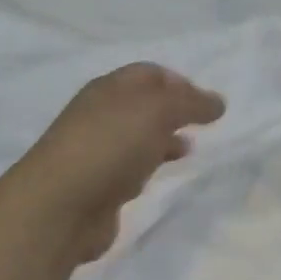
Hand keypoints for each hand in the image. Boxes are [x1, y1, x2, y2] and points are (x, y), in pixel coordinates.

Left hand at [11, 62, 225, 264]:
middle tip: (203, 125)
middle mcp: (100, 115)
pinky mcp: (99, 186)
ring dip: (163, 139)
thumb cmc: (110, 146)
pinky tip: (162, 175)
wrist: (63, 205)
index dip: (179, 82)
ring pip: (137, 137)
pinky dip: (150, 165)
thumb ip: (190, 104)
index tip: (207, 102)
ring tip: (190, 149)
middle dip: (173, 111)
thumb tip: (217, 102)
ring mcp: (97, 152)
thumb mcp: (156, 111)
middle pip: (142, 105)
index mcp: (109, 89)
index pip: (148, 74)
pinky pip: (131, 168)